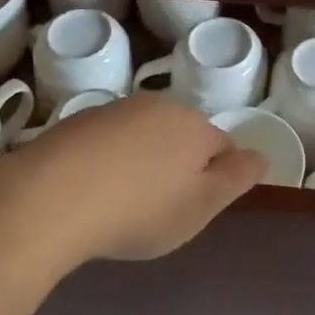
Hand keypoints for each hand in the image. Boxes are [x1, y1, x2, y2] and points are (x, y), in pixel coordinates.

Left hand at [0, 95, 265, 266]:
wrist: (53, 195)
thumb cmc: (139, 209)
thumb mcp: (200, 206)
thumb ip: (235, 178)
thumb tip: (261, 155)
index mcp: (195, 126)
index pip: (223, 146)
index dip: (216, 178)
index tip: (195, 207)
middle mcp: (160, 106)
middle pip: (183, 135)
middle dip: (179, 165)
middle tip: (160, 208)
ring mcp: (118, 109)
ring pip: (146, 135)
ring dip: (143, 160)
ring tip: (124, 202)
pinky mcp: (81, 120)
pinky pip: (110, 140)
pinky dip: (110, 160)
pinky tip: (94, 190)